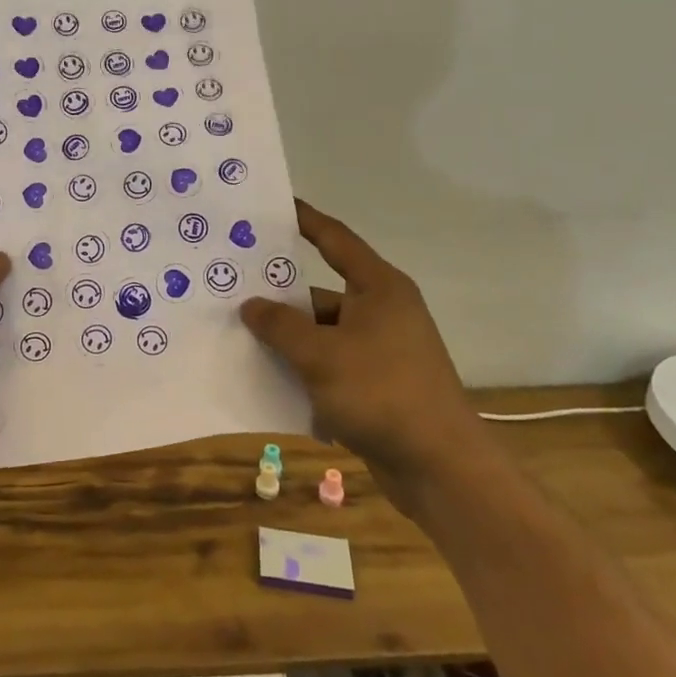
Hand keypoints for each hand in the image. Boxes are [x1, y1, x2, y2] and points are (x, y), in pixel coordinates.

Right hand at [240, 201, 484, 503]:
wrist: (441, 469)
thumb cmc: (382, 393)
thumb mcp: (321, 355)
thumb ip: (281, 326)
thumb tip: (251, 305)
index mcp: (379, 288)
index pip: (335, 240)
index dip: (304, 220)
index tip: (273, 207)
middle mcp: (382, 311)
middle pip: (321, 292)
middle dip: (280, 294)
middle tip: (234, 285)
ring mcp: (382, 350)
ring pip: (323, 333)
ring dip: (288, 338)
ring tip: (239, 336)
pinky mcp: (378, 385)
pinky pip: (331, 364)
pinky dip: (304, 368)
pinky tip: (269, 378)